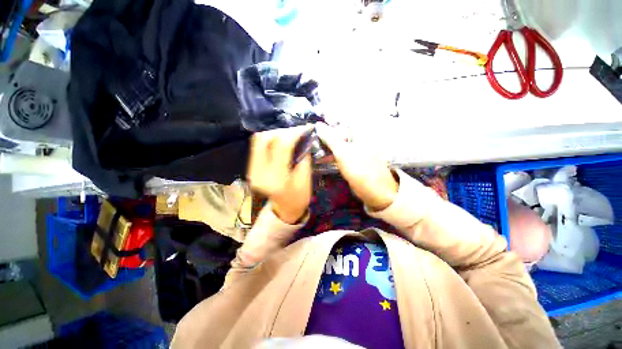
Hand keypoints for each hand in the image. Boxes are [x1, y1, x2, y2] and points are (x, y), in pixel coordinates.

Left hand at [247, 125, 312, 223]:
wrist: (284, 208)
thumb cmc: (299, 196)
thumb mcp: (306, 177)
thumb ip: (303, 154)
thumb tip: (303, 135)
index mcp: (276, 178)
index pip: (282, 145)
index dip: (294, 132)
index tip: (305, 127)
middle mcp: (259, 172)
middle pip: (265, 138)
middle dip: (282, 130)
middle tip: (296, 130)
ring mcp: (252, 170)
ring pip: (258, 140)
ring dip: (274, 133)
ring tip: (289, 134)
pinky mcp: (251, 168)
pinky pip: (257, 146)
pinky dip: (269, 139)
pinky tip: (280, 140)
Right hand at [315, 123, 397, 210]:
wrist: (375, 192)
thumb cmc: (360, 170)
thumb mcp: (343, 153)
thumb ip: (330, 139)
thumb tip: (318, 124)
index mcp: (359, 133)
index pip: (339, 123)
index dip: (325, 125)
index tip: (312, 130)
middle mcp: (358, 138)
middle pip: (338, 133)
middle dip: (324, 138)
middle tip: (311, 142)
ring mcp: (355, 149)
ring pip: (337, 144)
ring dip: (326, 147)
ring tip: (312, 151)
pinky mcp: (353, 159)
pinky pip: (339, 153)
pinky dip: (331, 155)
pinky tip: (321, 158)